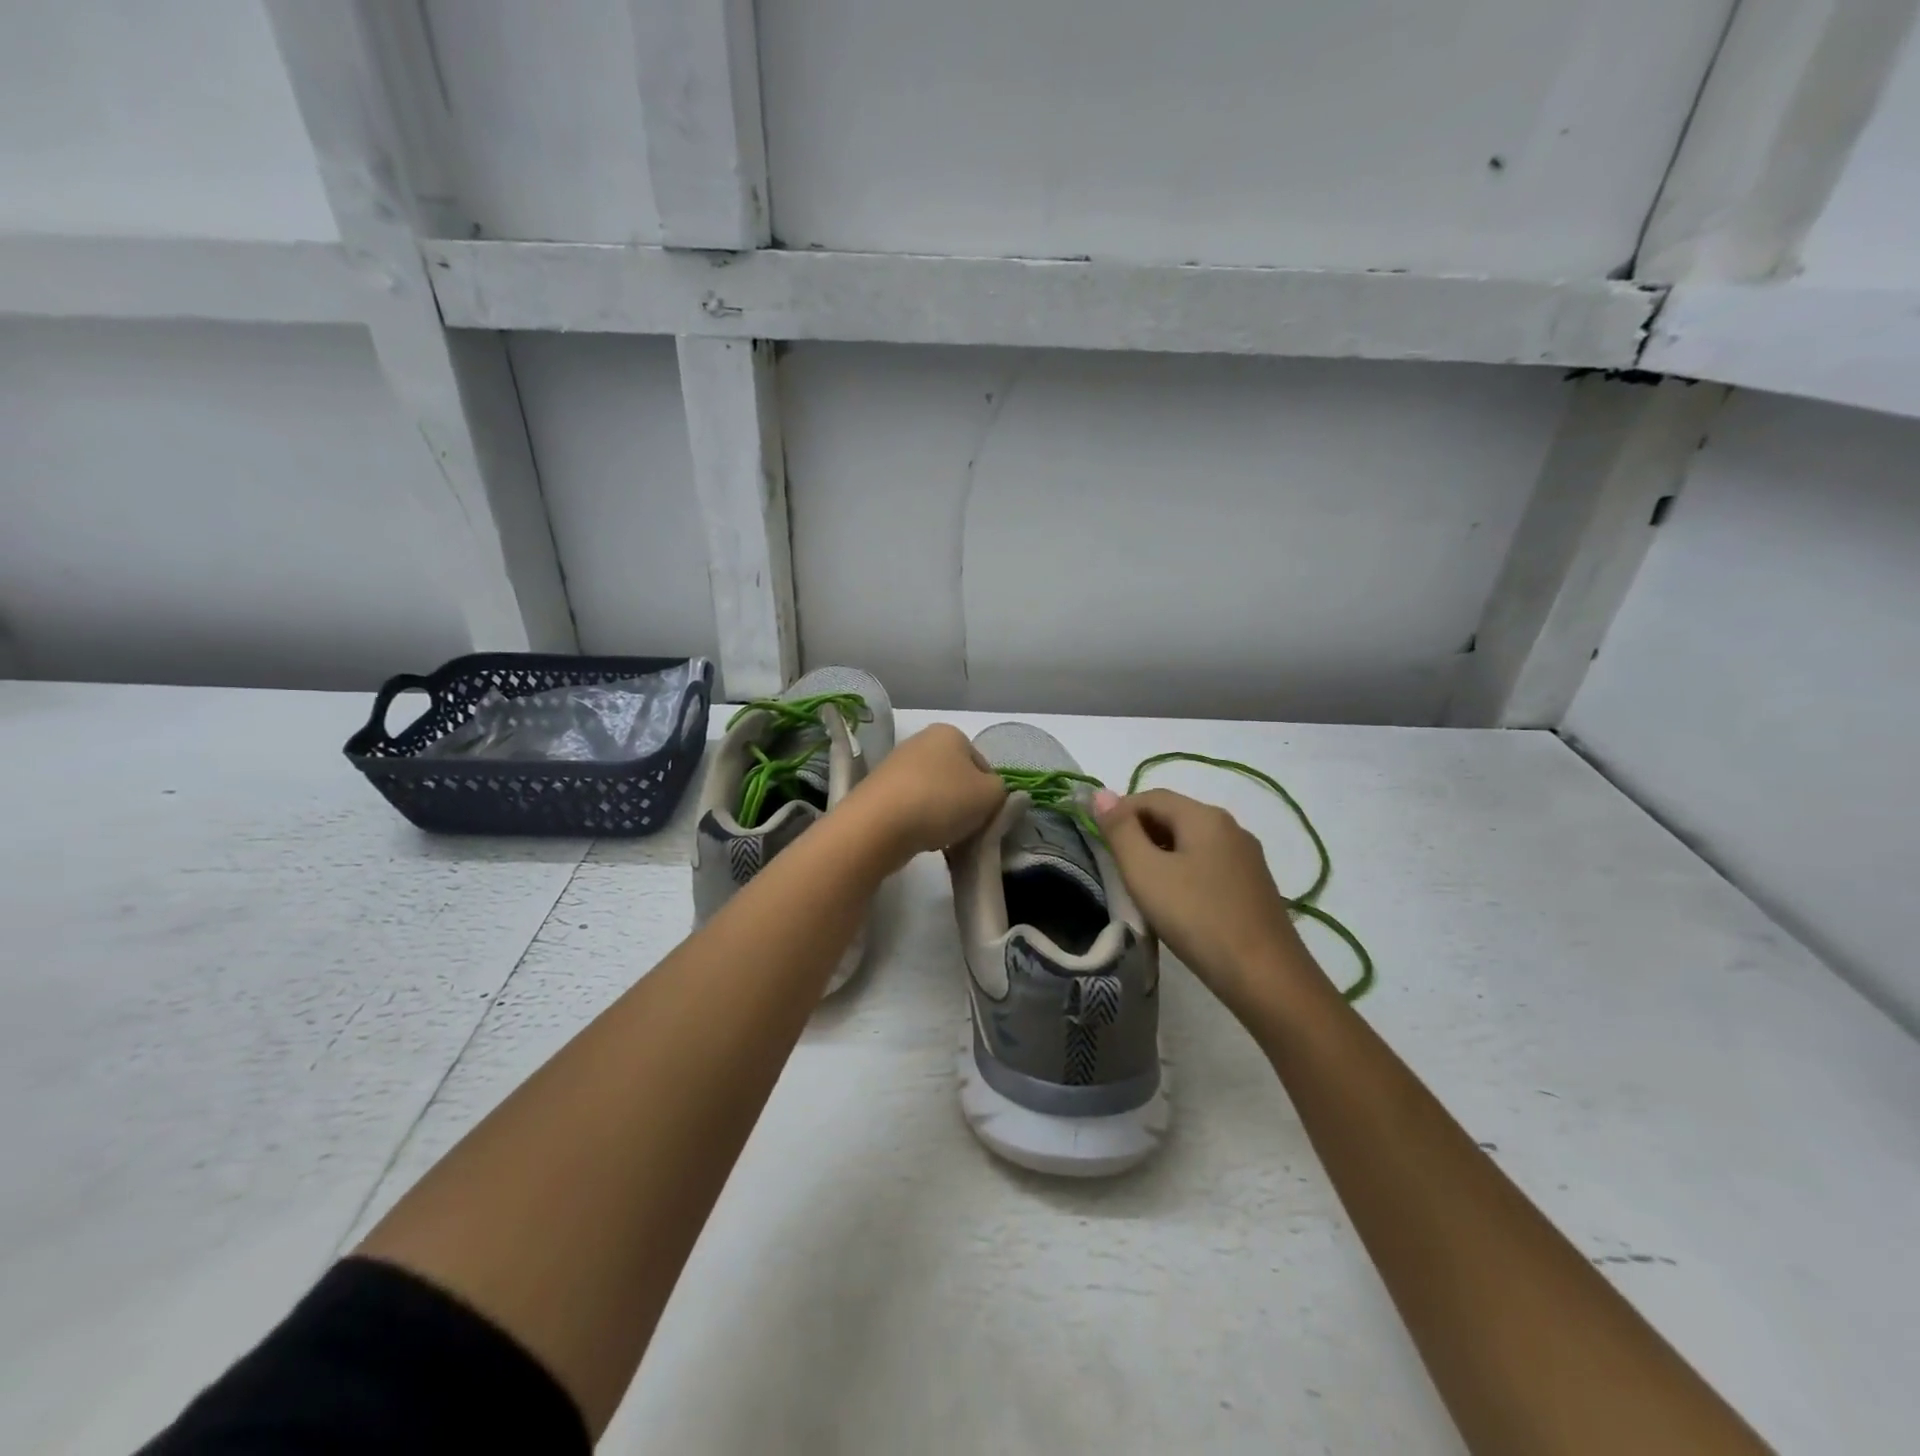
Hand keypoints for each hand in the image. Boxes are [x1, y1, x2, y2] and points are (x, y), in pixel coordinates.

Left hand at [850, 724, 1006, 861]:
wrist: (879, 825)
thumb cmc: (942, 801)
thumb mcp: (991, 796)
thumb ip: (1003, 793)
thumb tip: (996, 795)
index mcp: (950, 733)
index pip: (984, 766)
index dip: (990, 795)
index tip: (986, 818)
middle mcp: (921, 741)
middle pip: (957, 780)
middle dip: (964, 806)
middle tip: (966, 831)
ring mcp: (896, 765)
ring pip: (935, 796)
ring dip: (943, 817)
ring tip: (941, 839)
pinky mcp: (878, 791)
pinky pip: (911, 807)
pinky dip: (919, 823)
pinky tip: (920, 839)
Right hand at [1095, 787, 1317, 1022]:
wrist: (1265, 977)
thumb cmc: (1197, 918)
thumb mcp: (1146, 872)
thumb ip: (1120, 831)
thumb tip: (1101, 793)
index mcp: (1205, 816)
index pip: (1151, 797)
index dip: (1119, 812)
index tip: (1097, 841)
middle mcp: (1230, 827)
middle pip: (1173, 815)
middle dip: (1139, 832)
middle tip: (1114, 865)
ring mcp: (1246, 857)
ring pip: (1191, 841)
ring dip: (1160, 854)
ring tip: (1139, 885)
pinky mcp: (1253, 886)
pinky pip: (1208, 864)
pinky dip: (1183, 871)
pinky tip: (1175, 902)